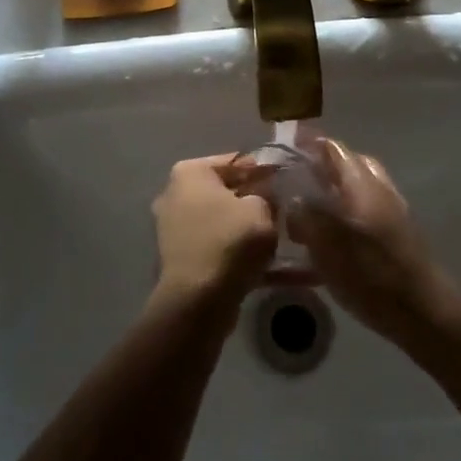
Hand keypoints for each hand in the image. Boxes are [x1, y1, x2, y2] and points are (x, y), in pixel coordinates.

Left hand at [151, 155, 276, 301]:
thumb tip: (266, 198)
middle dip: (254, 199)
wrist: (198, 300)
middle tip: (284, 208)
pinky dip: (240, 253)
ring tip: (281, 236)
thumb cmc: (229, 241)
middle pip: (225, 191)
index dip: (263, 169)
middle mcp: (175, 194)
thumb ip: (266, 196)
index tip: (285, 179)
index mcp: (190, 173)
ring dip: (248, 228)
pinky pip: (218, 246)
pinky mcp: (182, 258)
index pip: (234, 161)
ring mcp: (175, 227)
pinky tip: (272, 267)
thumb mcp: (260, 209)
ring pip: (222, 221)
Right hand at [285, 138, 455, 344]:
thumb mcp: (328, 245)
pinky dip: (344, 215)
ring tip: (305, 211)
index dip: (309, 144)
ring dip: (332, 192)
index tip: (284, 148)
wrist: (423, 312)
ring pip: (356, 190)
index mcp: (362, 184)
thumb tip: (294, 199)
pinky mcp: (395, 237)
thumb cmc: (372, 274)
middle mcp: (379, 190)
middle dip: (321, 168)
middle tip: (293, 181)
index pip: (334, 149)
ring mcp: (390, 213)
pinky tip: (328, 240)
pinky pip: (363, 213)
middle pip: (348, 165)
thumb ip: (306, 216)